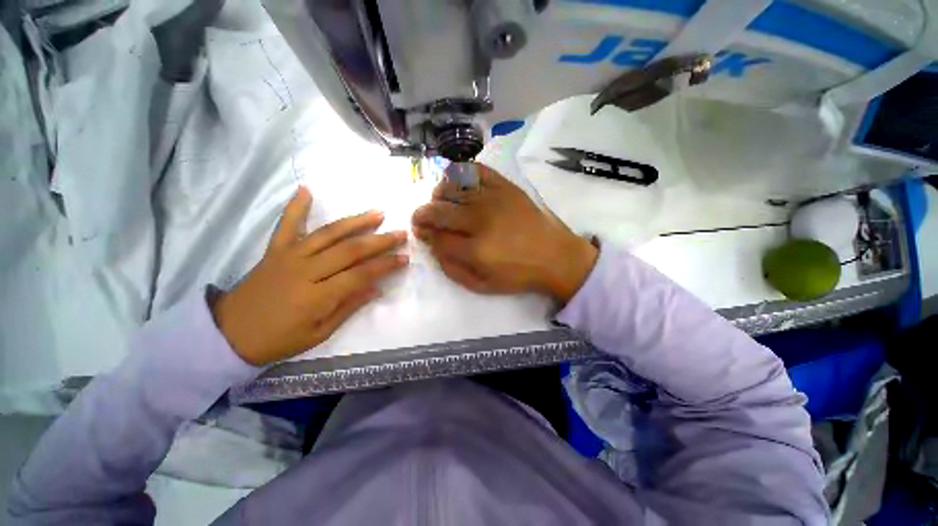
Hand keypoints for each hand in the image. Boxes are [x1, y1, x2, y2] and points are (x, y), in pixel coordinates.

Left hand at [212, 187, 407, 365]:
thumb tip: (376, 288)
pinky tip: (306, 189)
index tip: (404, 258)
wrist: (228, 334)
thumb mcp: (319, 334)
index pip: (361, 275)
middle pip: (350, 250)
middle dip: (380, 241)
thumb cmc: (278, 340)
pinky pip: (286, 225)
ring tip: (377, 213)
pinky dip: (296, 207)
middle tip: (400, 233)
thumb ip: (348, 307)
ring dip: (355, 222)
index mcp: (317, 296)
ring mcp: (289, 257)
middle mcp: (306, 271)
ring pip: (328, 234)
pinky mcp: (274, 250)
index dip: (385, 265)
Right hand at [412, 163, 596, 304]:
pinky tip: (458, 185)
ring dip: (437, 195)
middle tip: (423, 218)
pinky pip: (474, 170)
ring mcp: (493, 198)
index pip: (436, 237)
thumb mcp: (482, 285)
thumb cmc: (518, 274)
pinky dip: (460, 173)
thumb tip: (433, 247)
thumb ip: (452, 269)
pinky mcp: (505, 186)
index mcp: (475, 250)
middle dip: (422, 214)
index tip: (423, 234)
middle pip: (437, 210)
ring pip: (451, 187)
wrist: (555, 256)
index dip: (425, 235)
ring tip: (439, 202)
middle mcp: (480, 220)